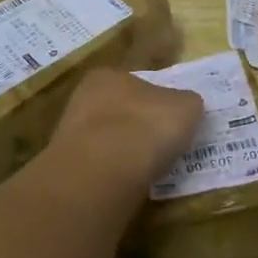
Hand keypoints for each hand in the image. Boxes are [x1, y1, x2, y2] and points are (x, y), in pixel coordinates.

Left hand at [50, 68, 204, 187]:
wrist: (105, 173)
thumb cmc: (147, 126)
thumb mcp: (187, 107)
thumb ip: (188, 102)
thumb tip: (186, 107)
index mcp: (109, 75)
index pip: (137, 82)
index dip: (157, 99)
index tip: (172, 118)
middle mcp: (84, 98)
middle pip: (121, 110)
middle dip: (140, 125)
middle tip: (165, 144)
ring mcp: (72, 135)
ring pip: (109, 139)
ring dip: (127, 151)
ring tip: (152, 168)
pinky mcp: (70, 168)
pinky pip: (102, 166)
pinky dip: (117, 173)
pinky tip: (134, 182)